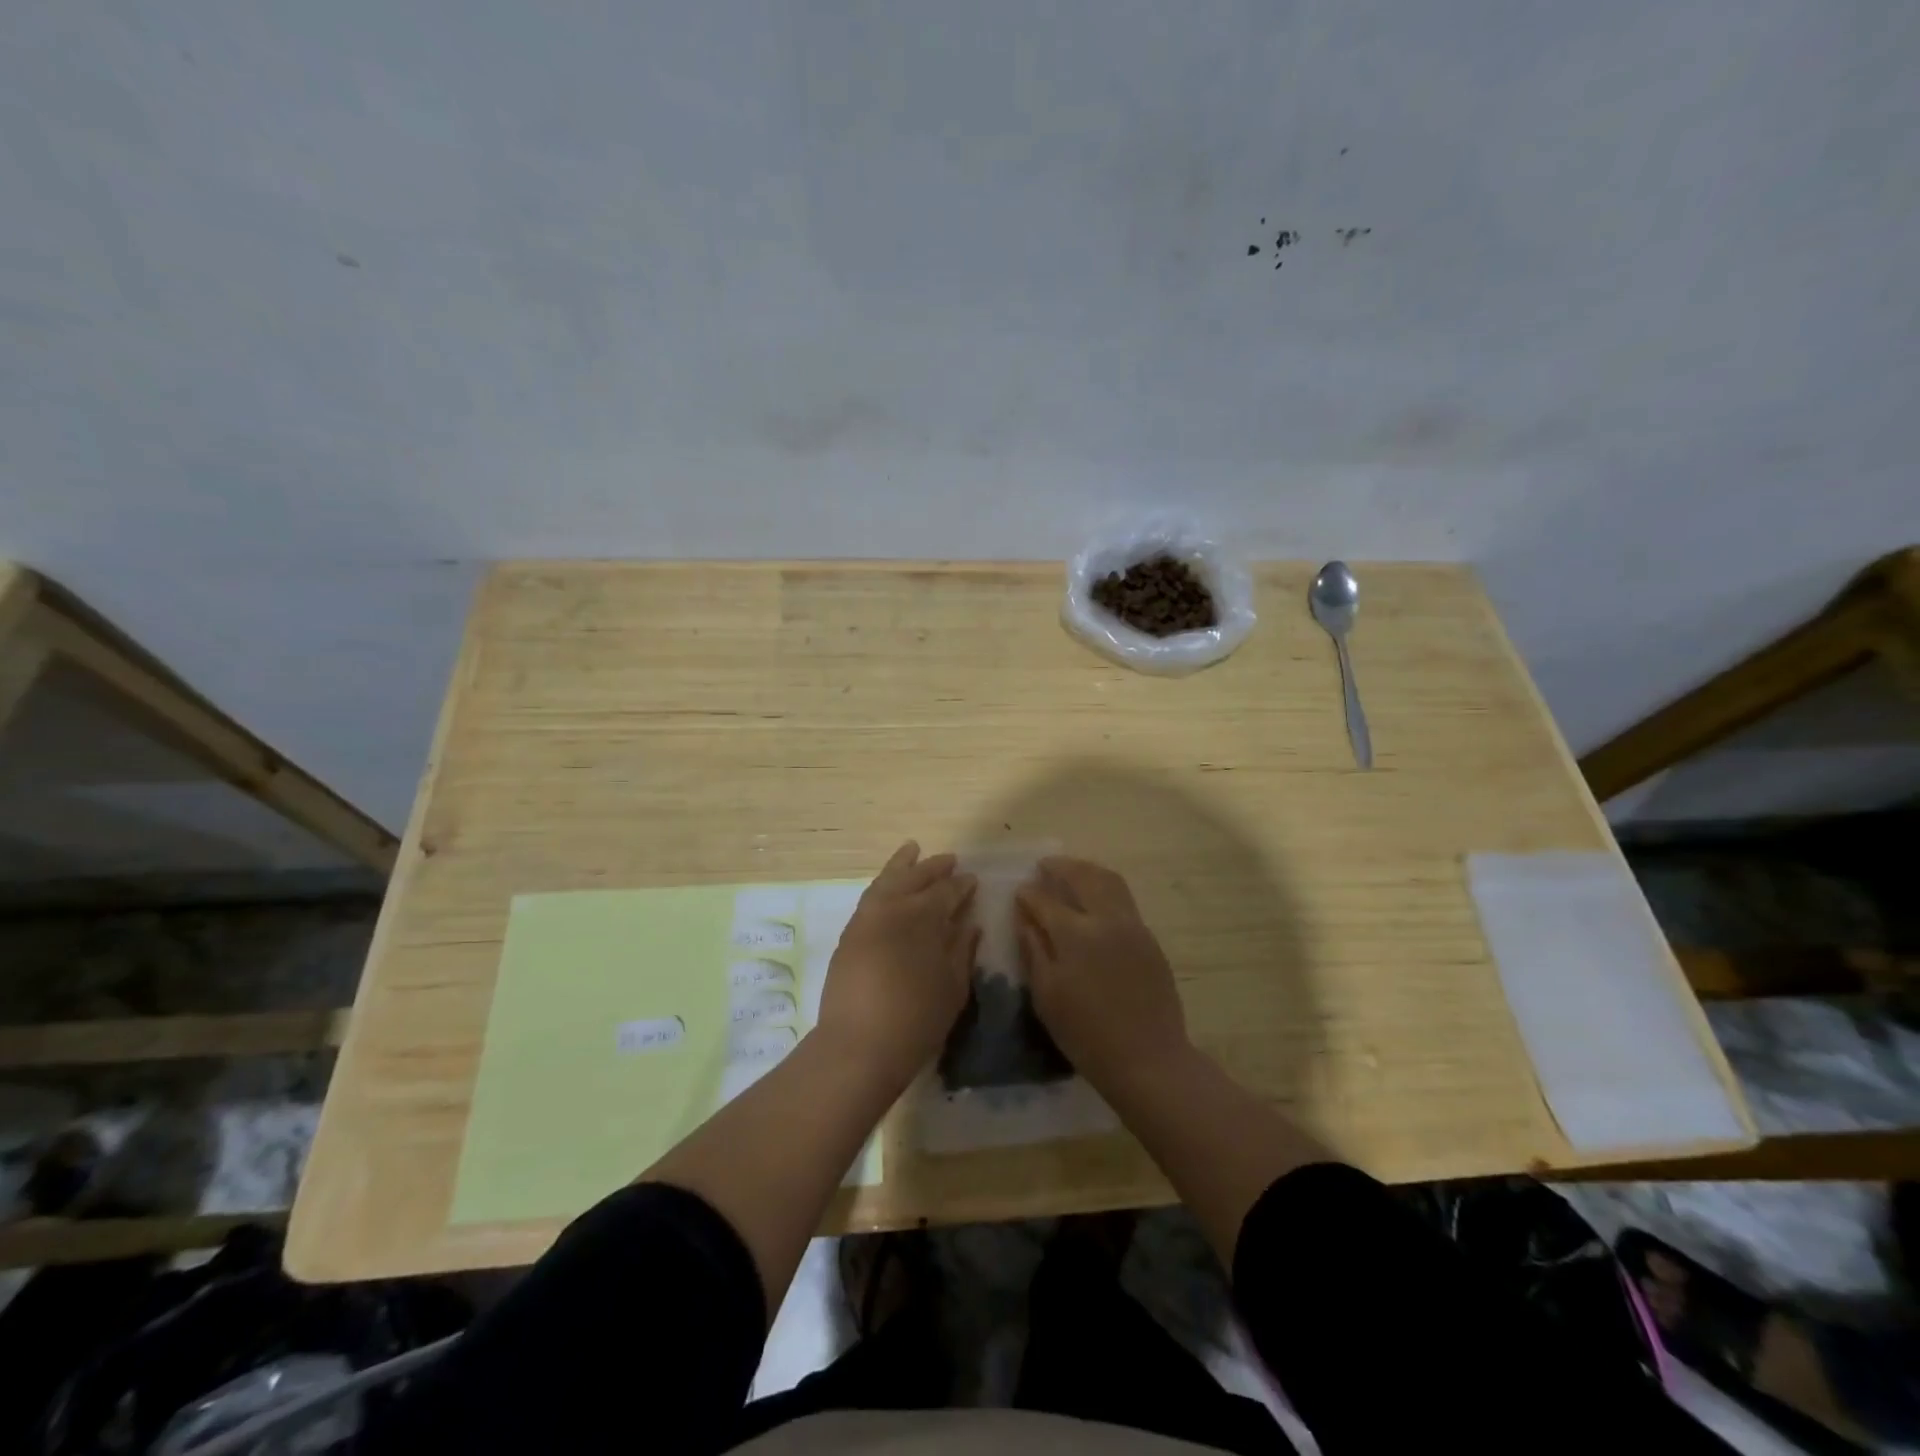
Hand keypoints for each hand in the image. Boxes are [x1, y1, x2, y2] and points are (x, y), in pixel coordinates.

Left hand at [818, 842, 977, 1086]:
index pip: (946, 892)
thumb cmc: (917, 1019)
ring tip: (912, 850)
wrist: (859, 1044)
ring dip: (902, 865)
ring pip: (887, 880)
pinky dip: (882, 883)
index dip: (961, 885)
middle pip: (915, 878)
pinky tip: (888, 884)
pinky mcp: (850, 933)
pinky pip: (870, 896)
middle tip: (949, 860)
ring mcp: (867, 918)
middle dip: (933, 868)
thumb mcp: (953, 987)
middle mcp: (894, 907)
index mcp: (924, 917)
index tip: (971, 879)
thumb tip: (970, 924)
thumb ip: (962, 950)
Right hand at [1015, 856, 1191, 1088]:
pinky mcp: (1149, 938)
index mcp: (1075, 934)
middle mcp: (1106, 919)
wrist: (1148, 1058)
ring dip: (1086, 871)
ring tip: (1070, 873)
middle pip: (1082, 876)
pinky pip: (1124, 899)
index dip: (1028, 894)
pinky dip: (1104, 887)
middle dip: (1060, 867)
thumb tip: (1024, 915)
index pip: (1045, 900)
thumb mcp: (1047, 995)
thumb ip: (1033, 949)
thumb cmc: (1086, 1034)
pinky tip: (1095, 900)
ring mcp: (1132, 926)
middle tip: (1044, 866)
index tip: (1019, 892)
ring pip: (1109, 880)